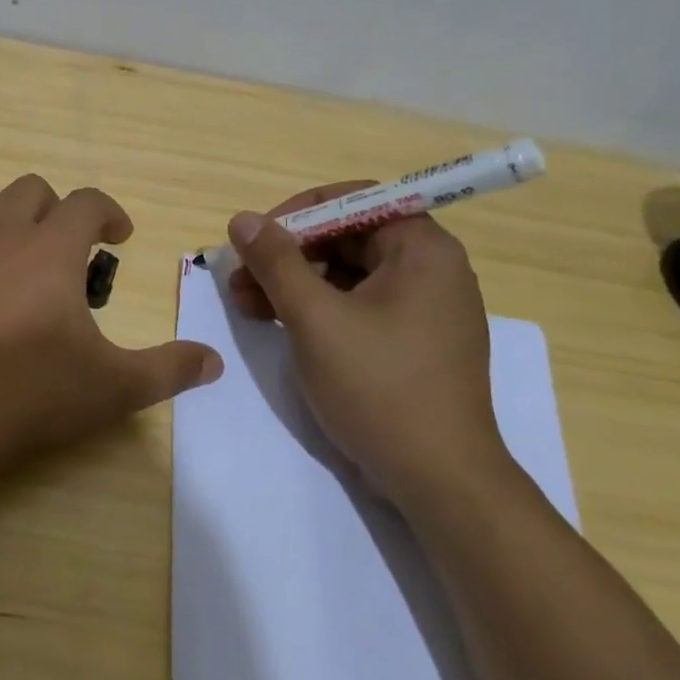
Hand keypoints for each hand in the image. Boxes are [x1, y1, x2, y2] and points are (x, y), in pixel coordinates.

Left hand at [0, 175, 222, 481]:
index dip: (109, 213)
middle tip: (65, 252)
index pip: (88, 202)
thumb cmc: (27, 396)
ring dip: (4, 223)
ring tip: (12, 262)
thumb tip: (214, 361)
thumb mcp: (112, 388)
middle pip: (32, 190)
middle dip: (55, 212)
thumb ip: (168, 368)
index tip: (119, 238)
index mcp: (51, 249)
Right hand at [226, 182, 507, 507]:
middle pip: (348, 237)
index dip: (297, 213)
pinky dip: (317, 308)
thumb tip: (243, 219)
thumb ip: (276, 262)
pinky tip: (278, 324)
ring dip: (294, 282)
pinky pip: (358, 305)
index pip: (354, 200)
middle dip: (288, 253)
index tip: (255, 239)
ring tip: (246, 304)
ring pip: (348, 273)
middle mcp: (431, 269)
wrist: (438, 478)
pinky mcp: (412, 342)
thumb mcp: (315, 318)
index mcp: (422, 250)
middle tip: (240, 278)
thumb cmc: (379, 387)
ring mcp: (424, 308)